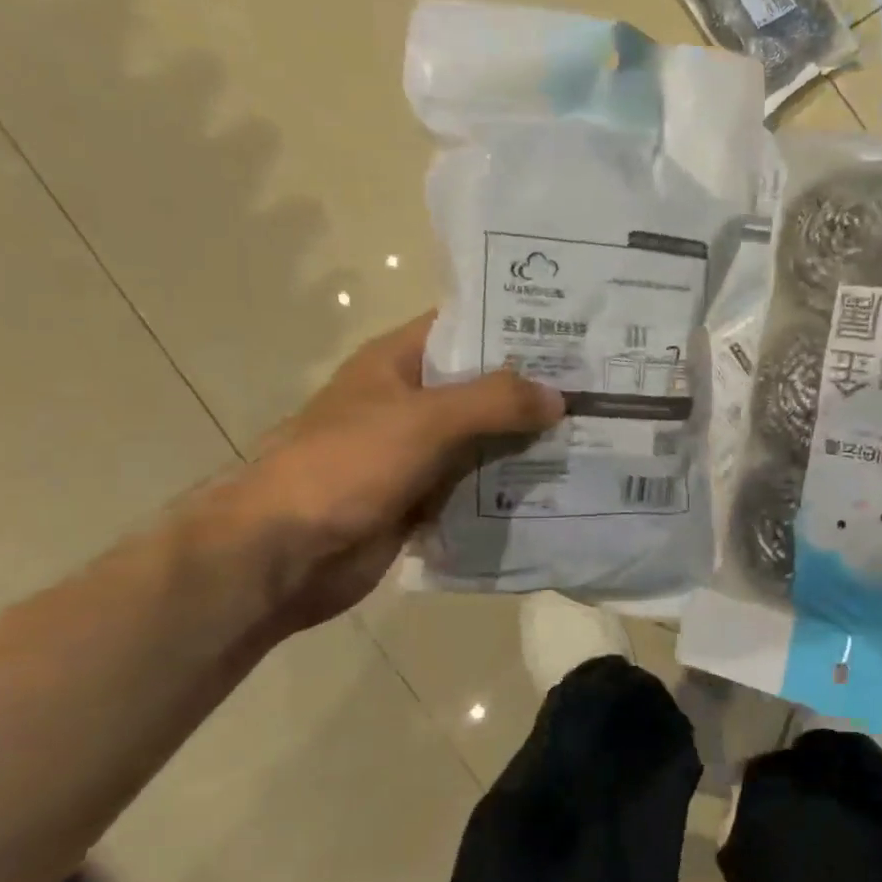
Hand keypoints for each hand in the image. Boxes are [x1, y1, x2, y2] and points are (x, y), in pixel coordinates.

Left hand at [220, 312, 562, 634]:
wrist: (283, 555)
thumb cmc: (346, 466)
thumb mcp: (425, 421)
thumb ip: (495, 403)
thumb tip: (559, 397)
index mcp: (398, 363)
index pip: (464, 328)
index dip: (514, 326)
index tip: (572, 331)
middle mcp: (410, 402)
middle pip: (482, 387)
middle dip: (533, 390)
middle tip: (599, 389)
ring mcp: (416, 452)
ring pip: (484, 438)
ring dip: (527, 441)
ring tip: (591, 435)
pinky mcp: (422, 497)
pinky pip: (476, 483)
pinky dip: (509, 485)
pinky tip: (558, 484)